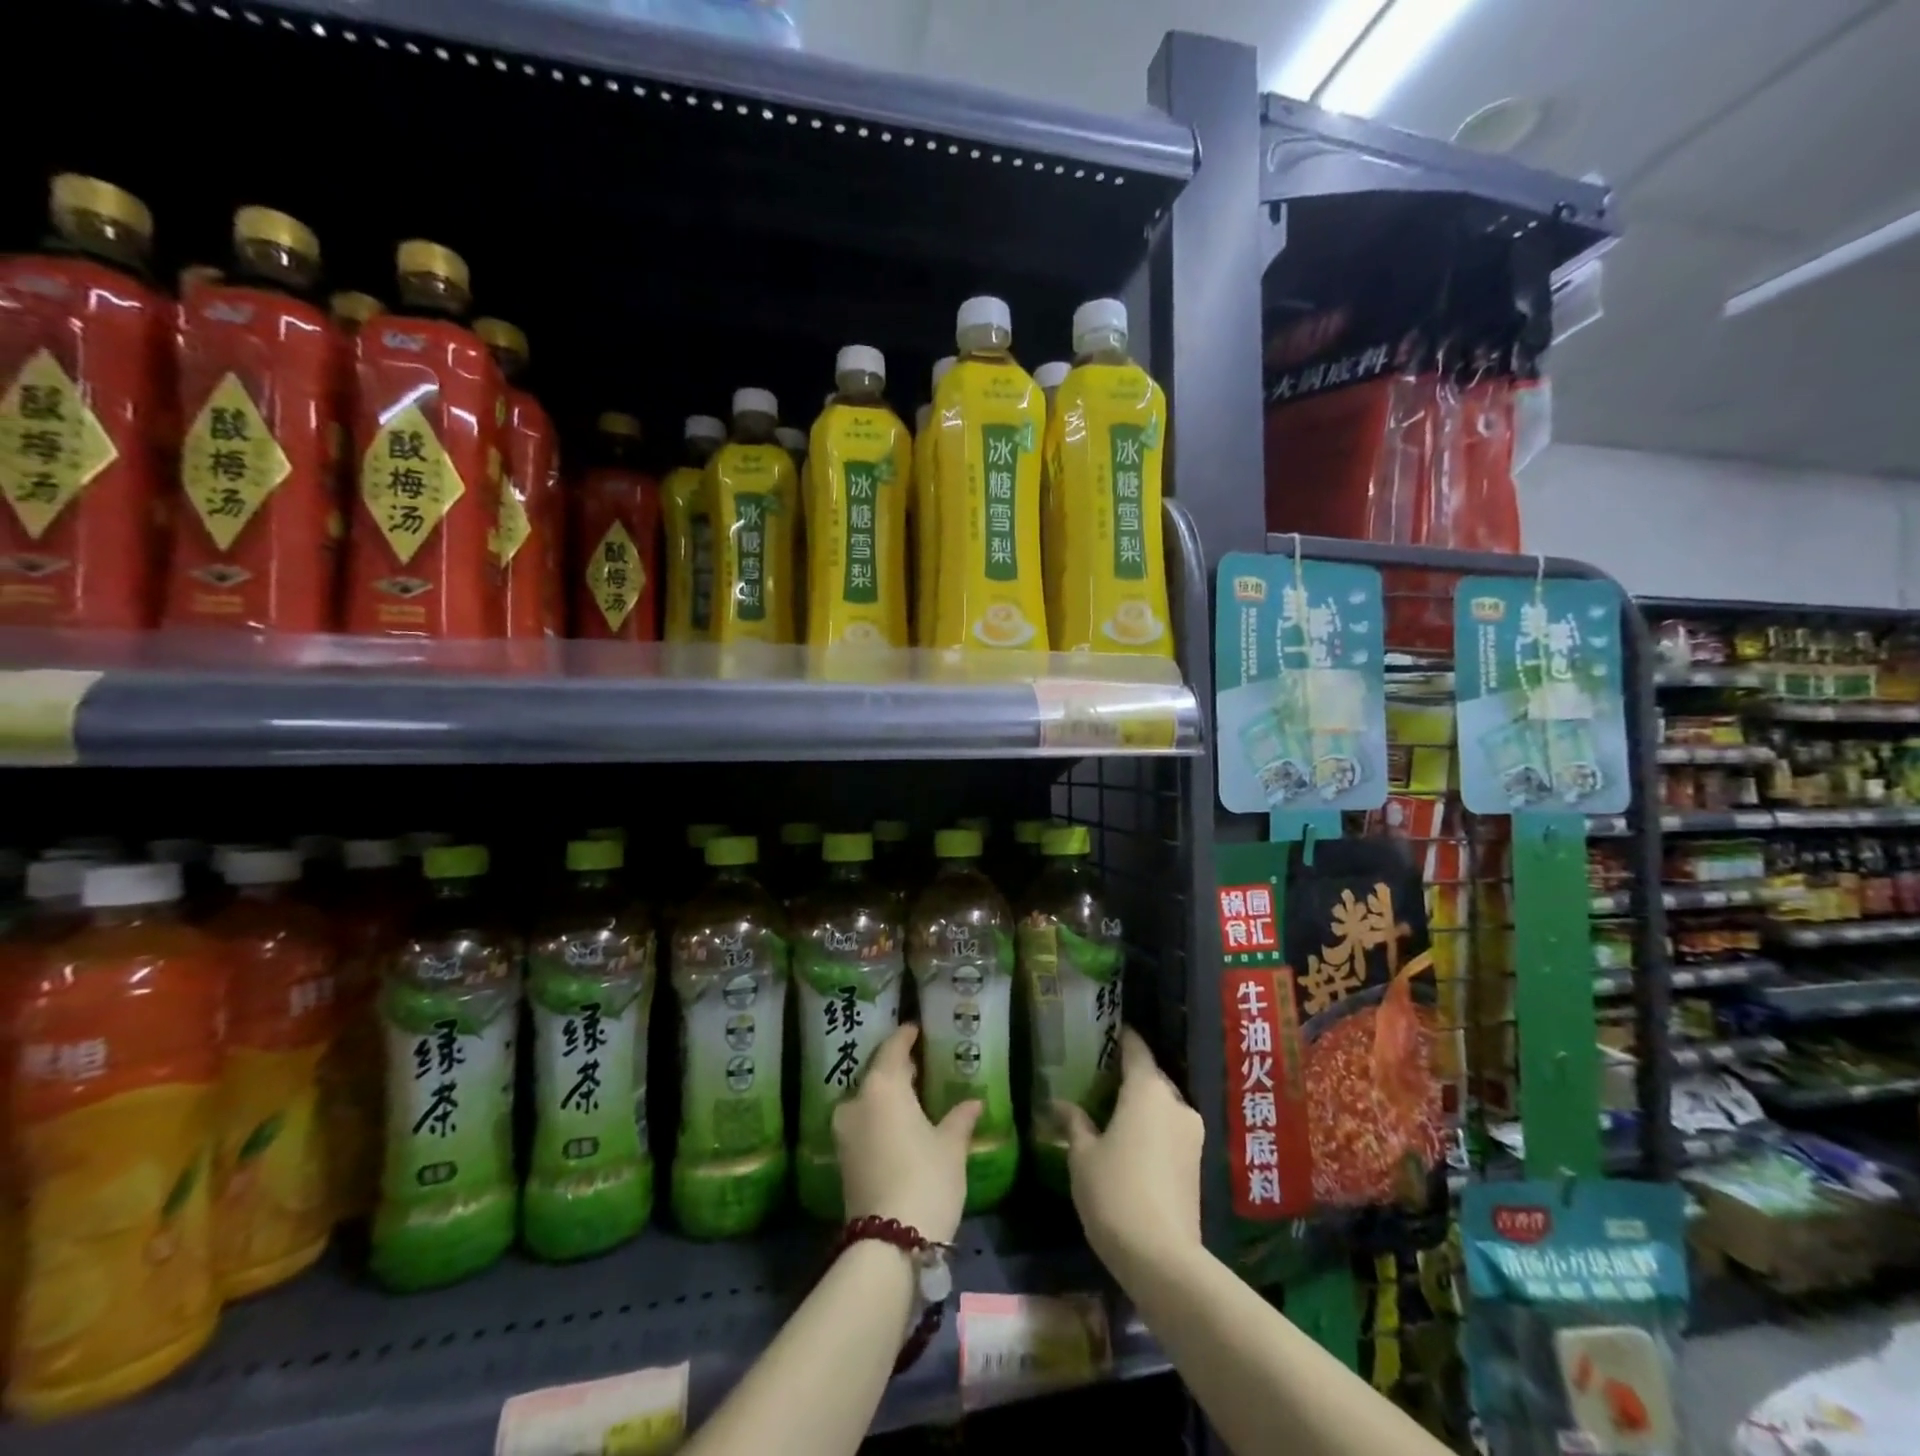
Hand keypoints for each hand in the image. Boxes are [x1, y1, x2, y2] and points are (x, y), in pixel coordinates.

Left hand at [834, 1023, 981, 1242]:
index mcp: (882, 1085)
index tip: (917, 1028)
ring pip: (868, 1099)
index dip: (906, 1036)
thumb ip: (960, 1118)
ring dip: (888, 1094)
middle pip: (877, 1072)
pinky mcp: (842, 1159)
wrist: (888, 1245)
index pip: (893, 1047)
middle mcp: (856, 1100)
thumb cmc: (926, 1179)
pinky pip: (863, 1122)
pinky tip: (901, 1124)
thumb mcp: (951, 1146)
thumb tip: (974, 1101)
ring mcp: (844, 1131)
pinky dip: (880, 1116)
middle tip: (920, 1062)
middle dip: (897, 1066)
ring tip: (913, 1094)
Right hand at [1058, 1028, 1203, 1275]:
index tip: (1109, 1031)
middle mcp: (1176, 1103)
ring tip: (1115, 1112)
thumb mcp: (1082, 1155)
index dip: (1123, 1038)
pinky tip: (1132, 1142)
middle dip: (1130, 1076)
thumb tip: (1058, 1103)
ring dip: (1143, 1106)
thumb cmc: (1115, 1192)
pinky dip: (1153, 1129)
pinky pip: (1171, 1130)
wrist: (1162, 1259)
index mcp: (1147, 1090)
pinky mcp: (1197, 1164)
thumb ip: (1074, 1123)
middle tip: (1102, 1078)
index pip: (1136, 1050)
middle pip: (1152, 1078)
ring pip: (1164, 1106)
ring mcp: (1192, 1135)